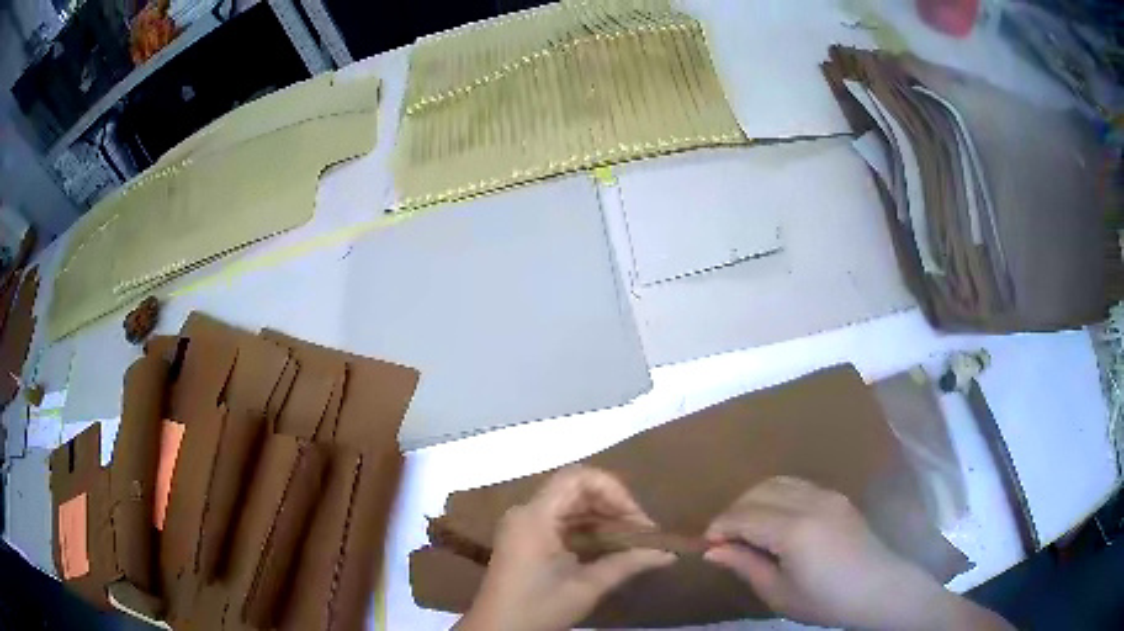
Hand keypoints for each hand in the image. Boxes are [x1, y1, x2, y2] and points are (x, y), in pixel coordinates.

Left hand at [456, 466, 675, 630]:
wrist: (497, 630)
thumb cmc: (538, 607)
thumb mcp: (587, 587)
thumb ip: (628, 564)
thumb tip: (668, 554)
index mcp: (535, 516)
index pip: (578, 477)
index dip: (614, 491)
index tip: (638, 520)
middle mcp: (526, 512)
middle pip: (576, 490)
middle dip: (614, 506)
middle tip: (642, 533)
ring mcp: (524, 525)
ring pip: (571, 506)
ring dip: (603, 519)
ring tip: (633, 542)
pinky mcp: (525, 539)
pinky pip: (561, 522)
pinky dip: (588, 530)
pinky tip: (609, 548)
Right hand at [703, 476, 1011, 630]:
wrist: (879, 589)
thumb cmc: (826, 600)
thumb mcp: (779, 593)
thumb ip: (745, 565)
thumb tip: (712, 550)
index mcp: (794, 529)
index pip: (743, 516)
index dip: (720, 527)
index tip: (706, 544)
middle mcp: (810, 501)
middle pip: (758, 491)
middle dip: (734, 510)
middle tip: (723, 538)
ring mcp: (827, 495)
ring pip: (778, 482)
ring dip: (755, 499)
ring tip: (746, 528)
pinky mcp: (838, 497)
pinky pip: (798, 485)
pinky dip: (776, 495)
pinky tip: (775, 519)